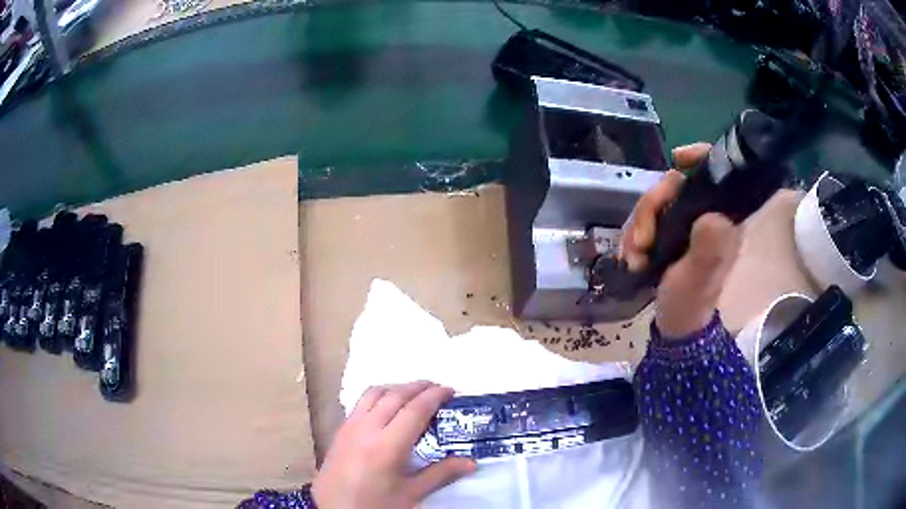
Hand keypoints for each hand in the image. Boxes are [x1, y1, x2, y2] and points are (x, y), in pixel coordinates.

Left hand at [312, 381, 475, 508]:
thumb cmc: (375, 504)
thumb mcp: (410, 493)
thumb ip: (441, 474)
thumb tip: (471, 463)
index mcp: (387, 446)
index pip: (415, 410)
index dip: (434, 396)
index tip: (450, 390)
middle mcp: (367, 428)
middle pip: (395, 395)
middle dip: (418, 387)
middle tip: (438, 388)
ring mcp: (351, 426)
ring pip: (375, 393)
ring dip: (397, 388)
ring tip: (415, 393)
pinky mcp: (341, 429)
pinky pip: (362, 402)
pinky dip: (380, 395)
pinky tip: (388, 407)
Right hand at [620, 143, 741, 337]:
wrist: (676, 324)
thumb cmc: (692, 302)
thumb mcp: (699, 278)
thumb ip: (707, 250)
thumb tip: (712, 216)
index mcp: (722, 218)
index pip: (717, 172)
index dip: (699, 156)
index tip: (677, 160)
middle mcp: (704, 214)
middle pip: (674, 184)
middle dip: (651, 208)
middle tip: (641, 241)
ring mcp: (684, 222)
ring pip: (655, 202)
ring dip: (637, 226)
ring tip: (633, 257)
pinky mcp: (667, 232)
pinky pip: (644, 218)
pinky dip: (632, 235)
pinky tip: (630, 257)